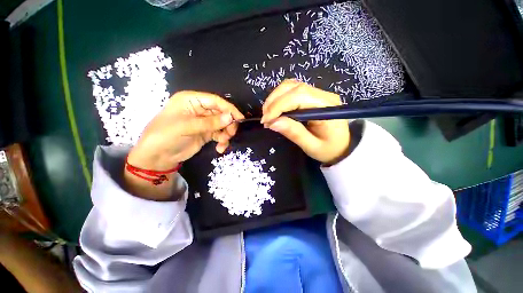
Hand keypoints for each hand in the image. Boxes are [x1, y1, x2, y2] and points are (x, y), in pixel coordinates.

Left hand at [125, 91, 243, 199]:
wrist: (157, 157)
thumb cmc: (165, 136)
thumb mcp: (187, 127)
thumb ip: (210, 122)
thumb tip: (231, 117)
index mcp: (191, 100)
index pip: (215, 101)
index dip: (229, 109)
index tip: (240, 119)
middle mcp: (199, 109)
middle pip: (221, 113)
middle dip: (228, 124)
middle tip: (231, 134)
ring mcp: (203, 122)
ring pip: (222, 125)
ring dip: (226, 134)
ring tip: (223, 142)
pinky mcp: (206, 133)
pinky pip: (219, 134)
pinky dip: (222, 141)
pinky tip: (220, 148)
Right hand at [261, 80, 349, 164]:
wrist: (343, 146)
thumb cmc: (329, 149)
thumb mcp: (311, 146)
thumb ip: (294, 133)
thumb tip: (272, 122)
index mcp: (327, 108)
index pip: (298, 97)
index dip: (278, 106)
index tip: (266, 120)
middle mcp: (324, 95)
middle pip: (294, 87)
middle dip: (274, 101)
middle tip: (265, 118)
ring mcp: (319, 93)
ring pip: (291, 86)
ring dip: (275, 98)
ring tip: (268, 114)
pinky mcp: (313, 95)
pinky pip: (293, 90)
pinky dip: (280, 98)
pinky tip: (276, 109)